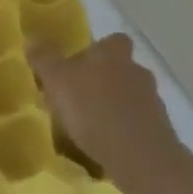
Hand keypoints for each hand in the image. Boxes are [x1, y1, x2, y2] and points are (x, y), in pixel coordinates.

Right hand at [29, 34, 181, 185]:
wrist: (140, 157)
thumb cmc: (93, 109)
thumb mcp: (57, 80)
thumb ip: (44, 58)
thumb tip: (31, 37)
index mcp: (113, 53)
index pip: (111, 40)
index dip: (98, 49)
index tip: (81, 62)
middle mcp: (137, 71)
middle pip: (121, 68)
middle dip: (103, 79)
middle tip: (79, 96)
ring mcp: (153, 101)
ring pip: (130, 96)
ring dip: (114, 106)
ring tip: (90, 125)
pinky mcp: (160, 131)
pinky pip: (137, 123)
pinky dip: (124, 129)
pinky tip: (107, 144)